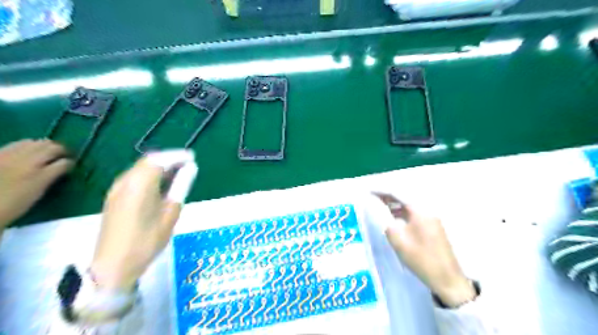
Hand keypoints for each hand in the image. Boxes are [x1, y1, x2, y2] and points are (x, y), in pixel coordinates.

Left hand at [0, 138, 73, 229]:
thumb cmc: (8, 206)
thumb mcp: (35, 195)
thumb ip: (48, 180)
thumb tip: (60, 169)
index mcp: (39, 176)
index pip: (64, 163)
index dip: (70, 164)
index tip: (72, 166)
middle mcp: (27, 162)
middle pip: (51, 147)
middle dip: (60, 150)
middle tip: (63, 154)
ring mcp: (9, 156)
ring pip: (33, 142)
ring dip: (43, 145)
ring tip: (46, 150)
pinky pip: (15, 144)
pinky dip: (25, 145)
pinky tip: (25, 150)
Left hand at [91, 152, 197, 290]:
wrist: (113, 266)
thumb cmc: (147, 241)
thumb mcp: (170, 213)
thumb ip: (181, 186)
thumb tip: (191, 167)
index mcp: (140, 185)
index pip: (160, 160)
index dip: (177, 156)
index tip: (193, 157)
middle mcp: (125, 182)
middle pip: (149, 161)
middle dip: (169, 159)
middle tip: (188, 164)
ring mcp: (117, 189)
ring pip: (141, 168)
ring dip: (160, 166)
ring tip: (179, 172)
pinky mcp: (114, 197)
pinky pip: (135, 177)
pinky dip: (150, 174)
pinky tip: (162, 183)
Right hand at [372, 192, 477, 307]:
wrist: (447, 279)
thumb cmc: (421, 259)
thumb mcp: (398, 240)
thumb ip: (387, 221)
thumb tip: (379, 210)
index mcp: (420, 211)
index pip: (398, 194)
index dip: (383, 191)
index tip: (370, 191)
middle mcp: (428, 211)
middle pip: (405, 198)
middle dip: (389, 196)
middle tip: (373, 197)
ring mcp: (432, 219)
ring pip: (410, 206)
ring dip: (396, 205)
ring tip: (381, 205)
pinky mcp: (433, 228)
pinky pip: (415, 214)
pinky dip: (403, 213)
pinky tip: (394, 217)